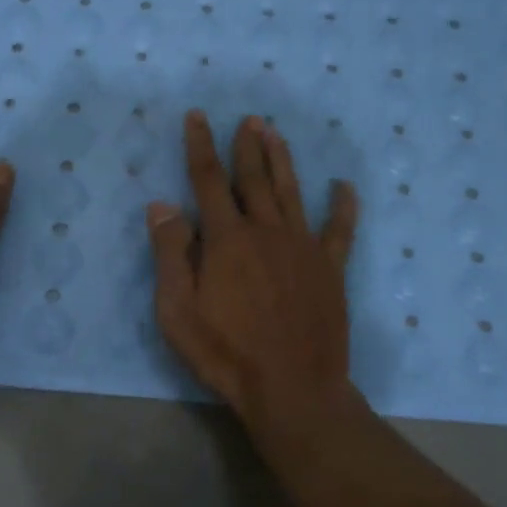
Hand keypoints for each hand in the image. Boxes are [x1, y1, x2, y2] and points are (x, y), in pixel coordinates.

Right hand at [147, 111, 359, 422]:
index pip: (209, 180)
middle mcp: (267, 231)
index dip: (200, 145)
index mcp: (227, 239)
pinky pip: (339, 230)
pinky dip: (343, 207)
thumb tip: (162, 205)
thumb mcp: (177, 310)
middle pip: (254, 178)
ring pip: (291, 192)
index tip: (198, 117)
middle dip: (248, 146)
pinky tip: (344, 187)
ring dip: (282, 160)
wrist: (292, 389)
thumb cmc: (225, 352)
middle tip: (248, 119)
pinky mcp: (330, 269)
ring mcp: (303, 248)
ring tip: (276, 134)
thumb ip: (170, 254)